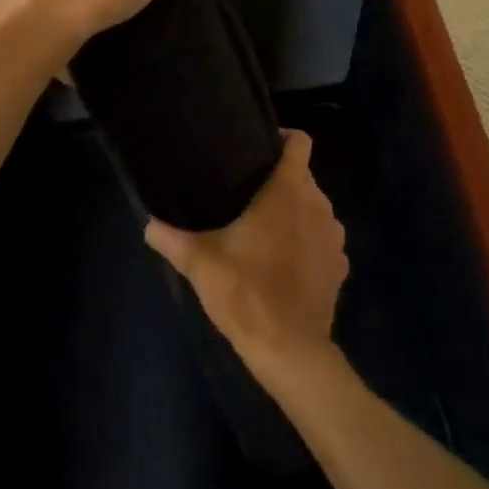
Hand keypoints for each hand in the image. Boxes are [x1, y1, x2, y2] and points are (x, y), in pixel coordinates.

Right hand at [144, 131, 347, 380]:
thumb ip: (170, 237)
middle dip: (281, 181)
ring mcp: (335, 237)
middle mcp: (319, 205)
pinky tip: (285, 262)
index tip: (260, 147)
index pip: (300, 142)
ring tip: (265, 227)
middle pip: (304, 176)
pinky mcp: (340, 267)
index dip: (283, 139)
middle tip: (248, 193)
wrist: (289, 349)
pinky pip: (324, 240)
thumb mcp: (199, 262)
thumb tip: (148, 223)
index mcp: (289, 191)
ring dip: (296, 212)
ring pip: (315, 208)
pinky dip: (309, 243)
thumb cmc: (245, 291)